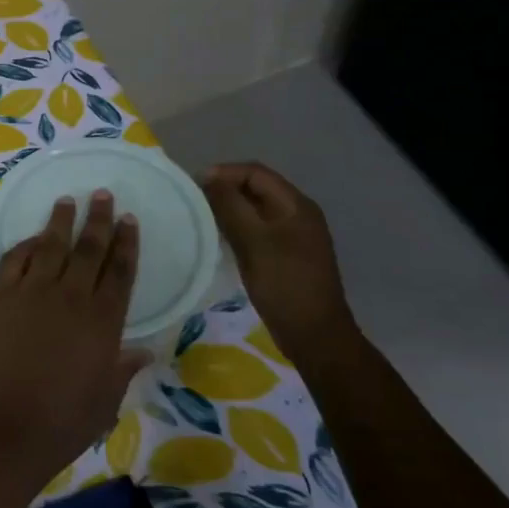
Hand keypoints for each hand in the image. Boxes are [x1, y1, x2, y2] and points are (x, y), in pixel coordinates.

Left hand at [0, 192, 144, 483]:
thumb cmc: (63, 422)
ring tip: (67, 200)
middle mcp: (70, 298)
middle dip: (97, 220)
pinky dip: (24, 246)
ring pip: (50, 247)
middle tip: (102, 194)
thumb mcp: (105, 401)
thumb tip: (144, 351)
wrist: (5, 429)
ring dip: (60, 221)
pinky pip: (13, 261)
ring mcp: (31, 294)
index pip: (120, 271)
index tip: (129, 219)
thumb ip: (123, 370)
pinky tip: (32, 239)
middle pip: (88, 249)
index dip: (126, 243)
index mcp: (103, 322)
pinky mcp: (0, 299)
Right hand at [202, 162, 354, 358]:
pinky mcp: (287, 255)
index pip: (256, 173)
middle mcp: (298, 214)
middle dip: (225, 189)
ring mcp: (295, 236)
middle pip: (257, 188)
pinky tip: (220, 239)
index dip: (224, 173)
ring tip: (202, 218)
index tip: (194, 185)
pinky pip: (258, 229)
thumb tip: (209, 178)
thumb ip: (230, 206)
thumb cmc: (284, 283)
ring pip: (256, 210)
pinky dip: (238, 227)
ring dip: (230, 208)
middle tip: (194, 201)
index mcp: (296, 205)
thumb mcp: (253, 241)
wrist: (314, 334)